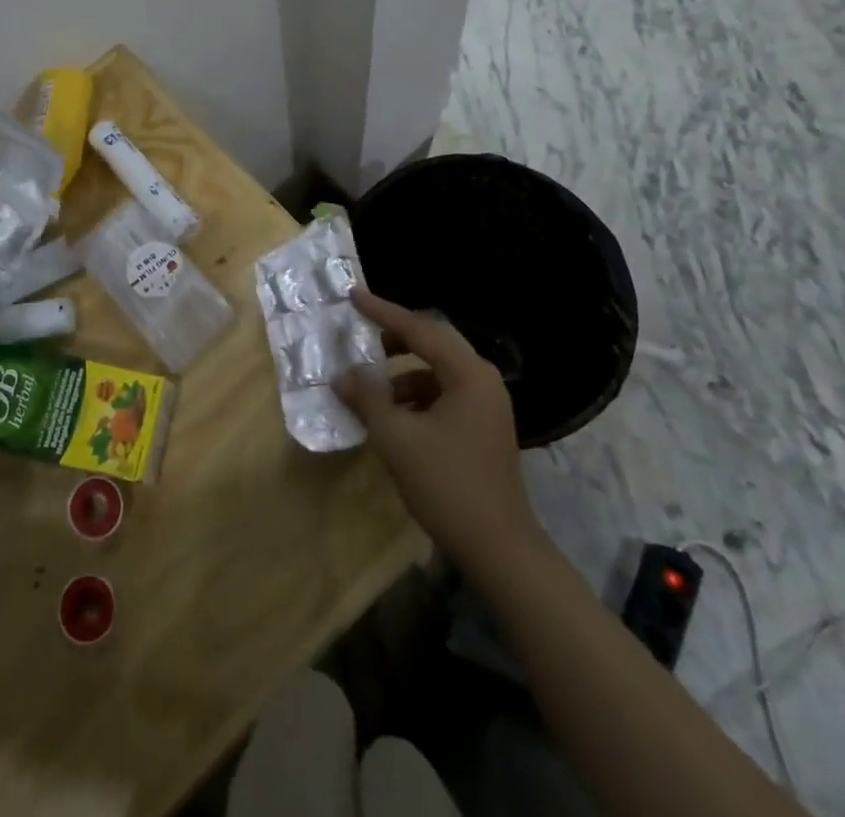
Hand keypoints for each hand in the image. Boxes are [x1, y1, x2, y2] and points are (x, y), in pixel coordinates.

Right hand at [333, 288, 547, 576]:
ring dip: (403, 371)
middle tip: (361, 333)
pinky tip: (392, 414)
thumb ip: (368, 398)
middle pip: (434, 343)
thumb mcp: (397, 439)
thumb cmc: (447, 485)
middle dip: (395, 337)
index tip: (353, 296)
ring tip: (370, 385)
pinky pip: (444, 394)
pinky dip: (416, 395)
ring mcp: (487, 405)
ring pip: (438, 370)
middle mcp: (483, 380)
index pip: (420, 329)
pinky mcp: (484, 427)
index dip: (383, 312)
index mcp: (468, 374)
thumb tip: (344, 375)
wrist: (500, 549)